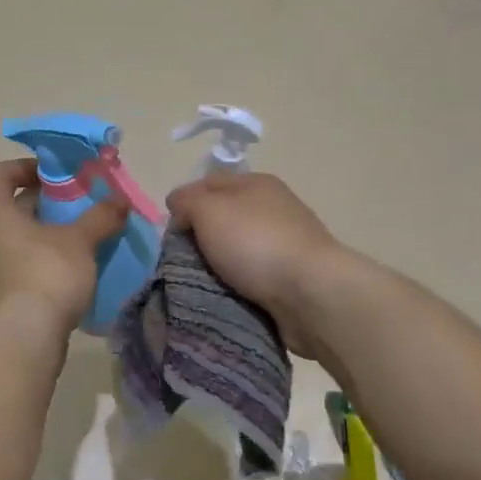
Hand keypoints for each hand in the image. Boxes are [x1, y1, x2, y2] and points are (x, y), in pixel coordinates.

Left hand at [0, 159, 127, 337]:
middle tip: (74, 211)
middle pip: (5, 210)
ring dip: (35, 240)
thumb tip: (120, 202)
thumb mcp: (80, 242)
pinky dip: (29, 268)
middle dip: (40, 207)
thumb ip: (100, 218)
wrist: (19, 341)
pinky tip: (58, 281)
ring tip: (70, 247)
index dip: (27, 167)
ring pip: (6, 244)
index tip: (56, 175)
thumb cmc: (45, 275)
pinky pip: (7, 273)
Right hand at [166, 171, 354, 356]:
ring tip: (201, 283)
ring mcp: (286, 243)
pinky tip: (227, 295)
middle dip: (200, 237)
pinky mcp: (292, 276)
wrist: (311, 293)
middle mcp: (273, 207)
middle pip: (223, 218)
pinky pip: (253, 276)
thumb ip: (187, 201)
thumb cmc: (255, 243)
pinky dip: (238, 284)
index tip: (169, 233)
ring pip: (237, 249)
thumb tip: (179, 205)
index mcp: (256, 183)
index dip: (184, 203)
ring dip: (219, 264)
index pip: (208, 183)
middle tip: (181, 260)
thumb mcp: (209, 210)